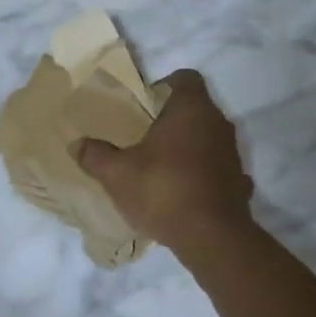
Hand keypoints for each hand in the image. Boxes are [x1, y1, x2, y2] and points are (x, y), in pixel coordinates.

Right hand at [74, 70, 252, 248]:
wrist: (211, 238)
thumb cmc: (163, 190)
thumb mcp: (117, 174)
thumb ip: (95, 155)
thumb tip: (76, 144)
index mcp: (191, 110)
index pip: (186, 78)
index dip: (165, 85)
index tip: (145, 103)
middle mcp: (218, 124)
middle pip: (196, 108)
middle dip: (171, 119)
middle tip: (144, 135)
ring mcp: (232, 154)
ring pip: (208, 138)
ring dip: (188, 146)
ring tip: (160, 165)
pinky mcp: (239, 182)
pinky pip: (216, 168)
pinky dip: (202, 174)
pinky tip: (183, 191)